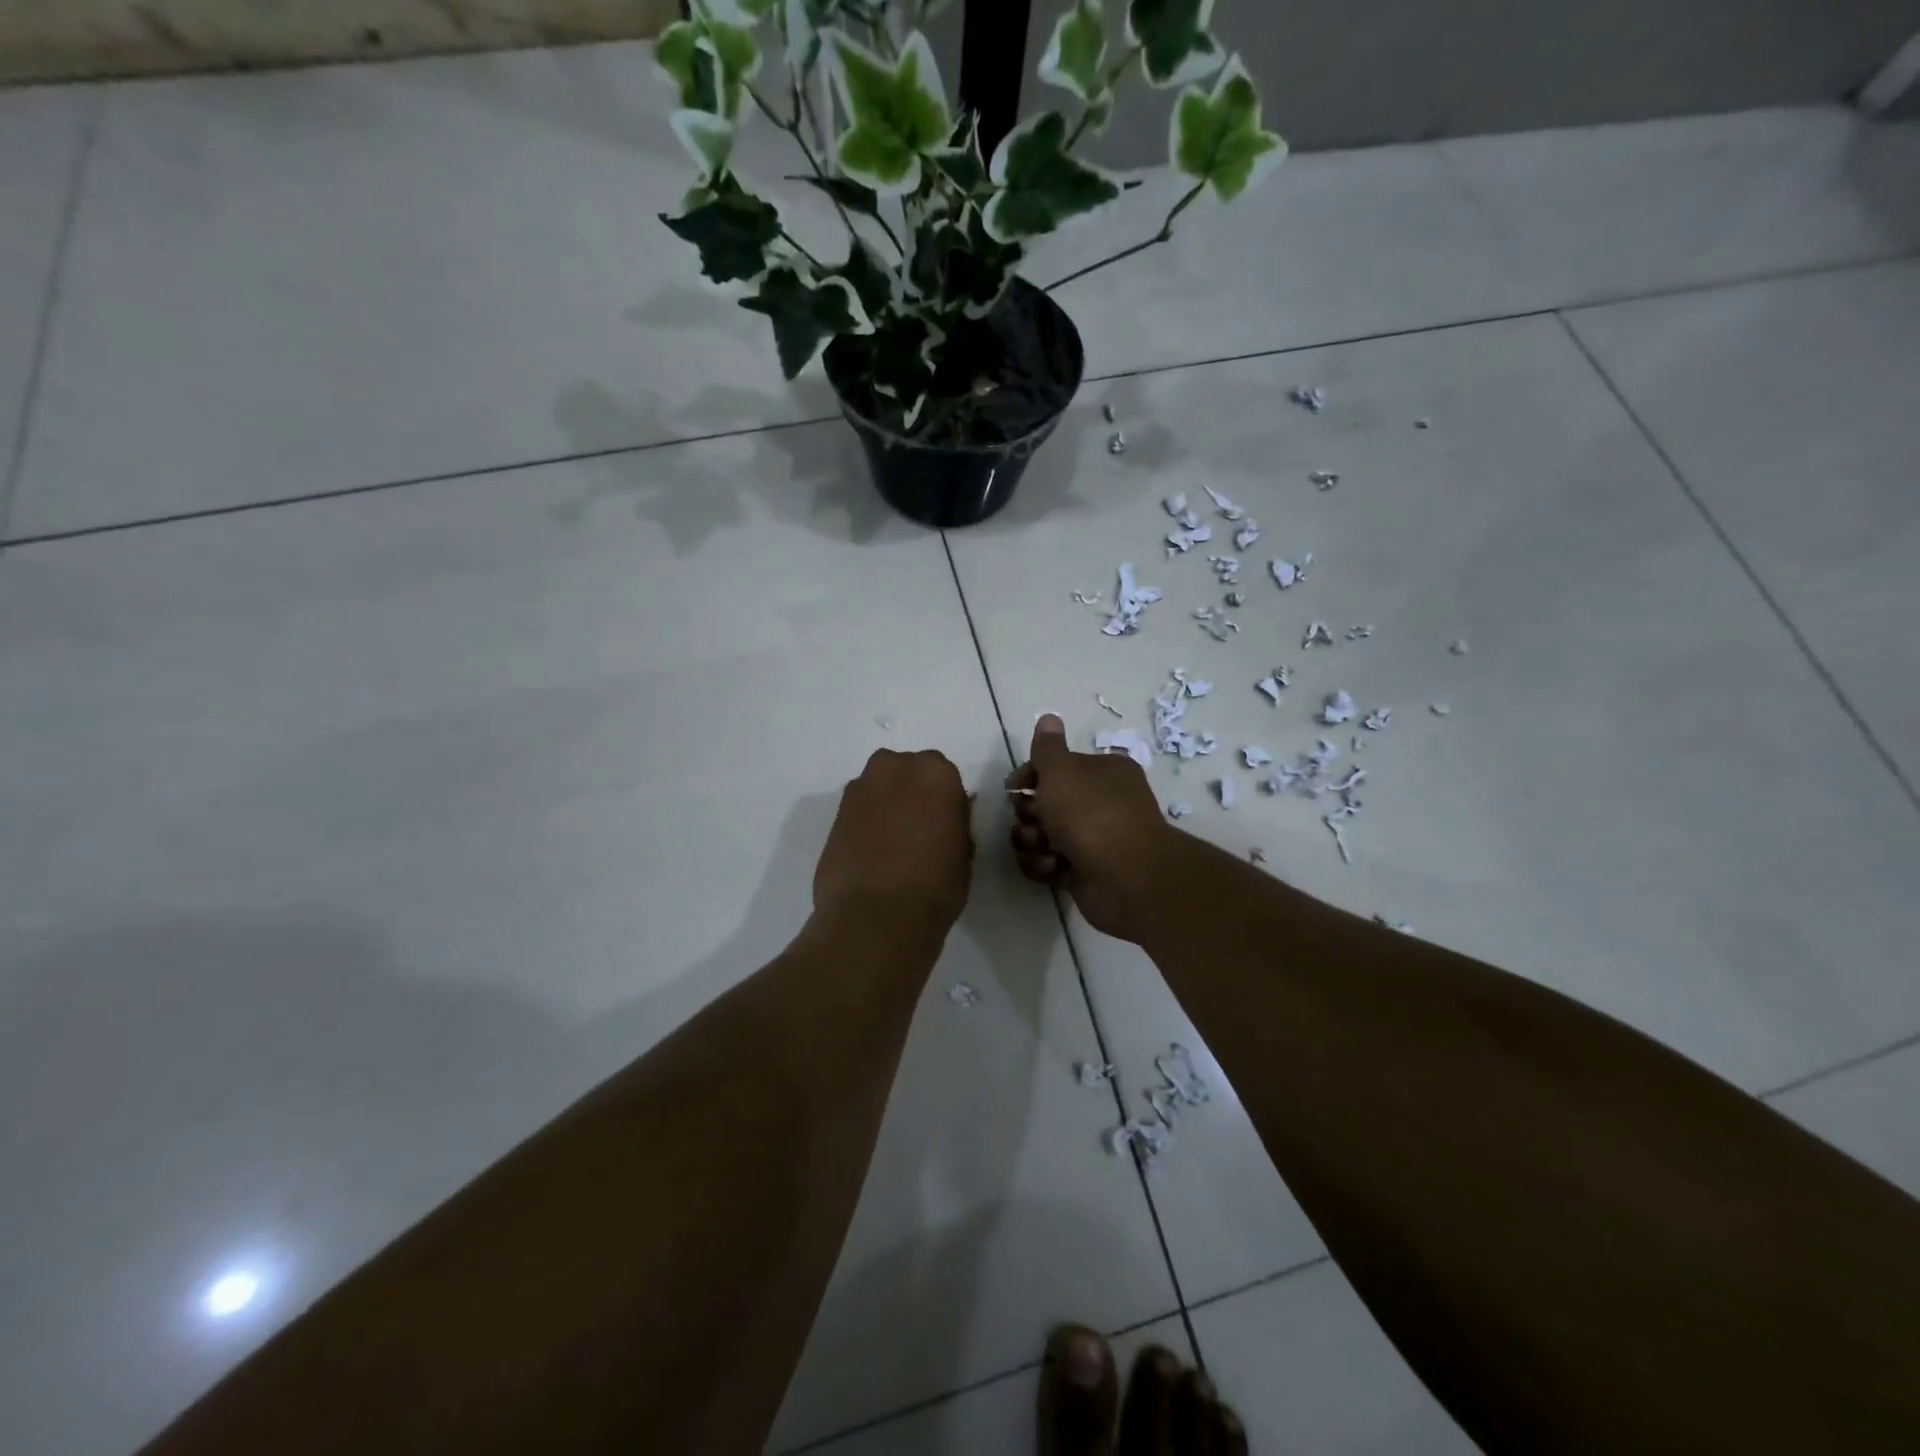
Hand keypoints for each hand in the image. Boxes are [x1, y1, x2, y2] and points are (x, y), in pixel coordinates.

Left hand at [815, 748, 973, 936]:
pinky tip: (870, 854)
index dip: (944, 801)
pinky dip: (864, 824)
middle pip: (906, 773)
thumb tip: (947, 818)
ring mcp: (859, 789)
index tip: (945, 826)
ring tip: (891, 845)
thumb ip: (955, 824)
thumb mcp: (964, 854)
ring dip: (885, 806)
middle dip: (910, 794)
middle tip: (918, 831)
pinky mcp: (834, 814)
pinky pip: (858, 811)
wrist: (875, 916)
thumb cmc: (934, 886)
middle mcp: (894, 768)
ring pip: (879, 789)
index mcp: (935, 772)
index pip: (944, 776)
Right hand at [1007, 715, 1172, 943]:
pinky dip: (1045, 866)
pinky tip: (1053, 868)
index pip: (1056, 767)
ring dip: (1032, 841)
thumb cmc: (1090, 813)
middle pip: (1045, 803)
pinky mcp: (1084, 872)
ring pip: (1042, 835)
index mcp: (1103, 772)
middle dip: (1029, 813)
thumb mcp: (1061, 770)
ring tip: (1044, 848)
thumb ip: (1047, 747)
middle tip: (1035, 820)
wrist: (1124, 876)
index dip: (1030, 775)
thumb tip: (1048, 717)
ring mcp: (1093, 839)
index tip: (1014, 787)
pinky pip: (1049, 864)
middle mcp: (1100, 802)